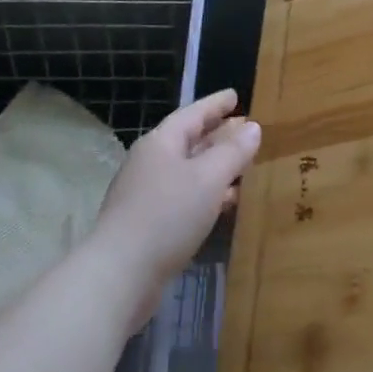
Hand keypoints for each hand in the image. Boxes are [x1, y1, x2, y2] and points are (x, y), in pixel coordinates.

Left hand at [87, 90, 259, 321]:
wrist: (120, 275)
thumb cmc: (167, 215)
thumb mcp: (208, 178)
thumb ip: (233, 151)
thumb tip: (252, 127)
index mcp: (161, 143)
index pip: (193, 113)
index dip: (216, 104)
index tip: (236, 96)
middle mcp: (151, 162)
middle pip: (189, 141)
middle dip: (218, 134)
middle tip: (246, 129)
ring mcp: (146, 194)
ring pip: (188, 171)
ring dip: (216, 167)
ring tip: (245, 166)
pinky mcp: (148, 224)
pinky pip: (185, 197)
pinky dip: (208, 194)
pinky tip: (226, 204)